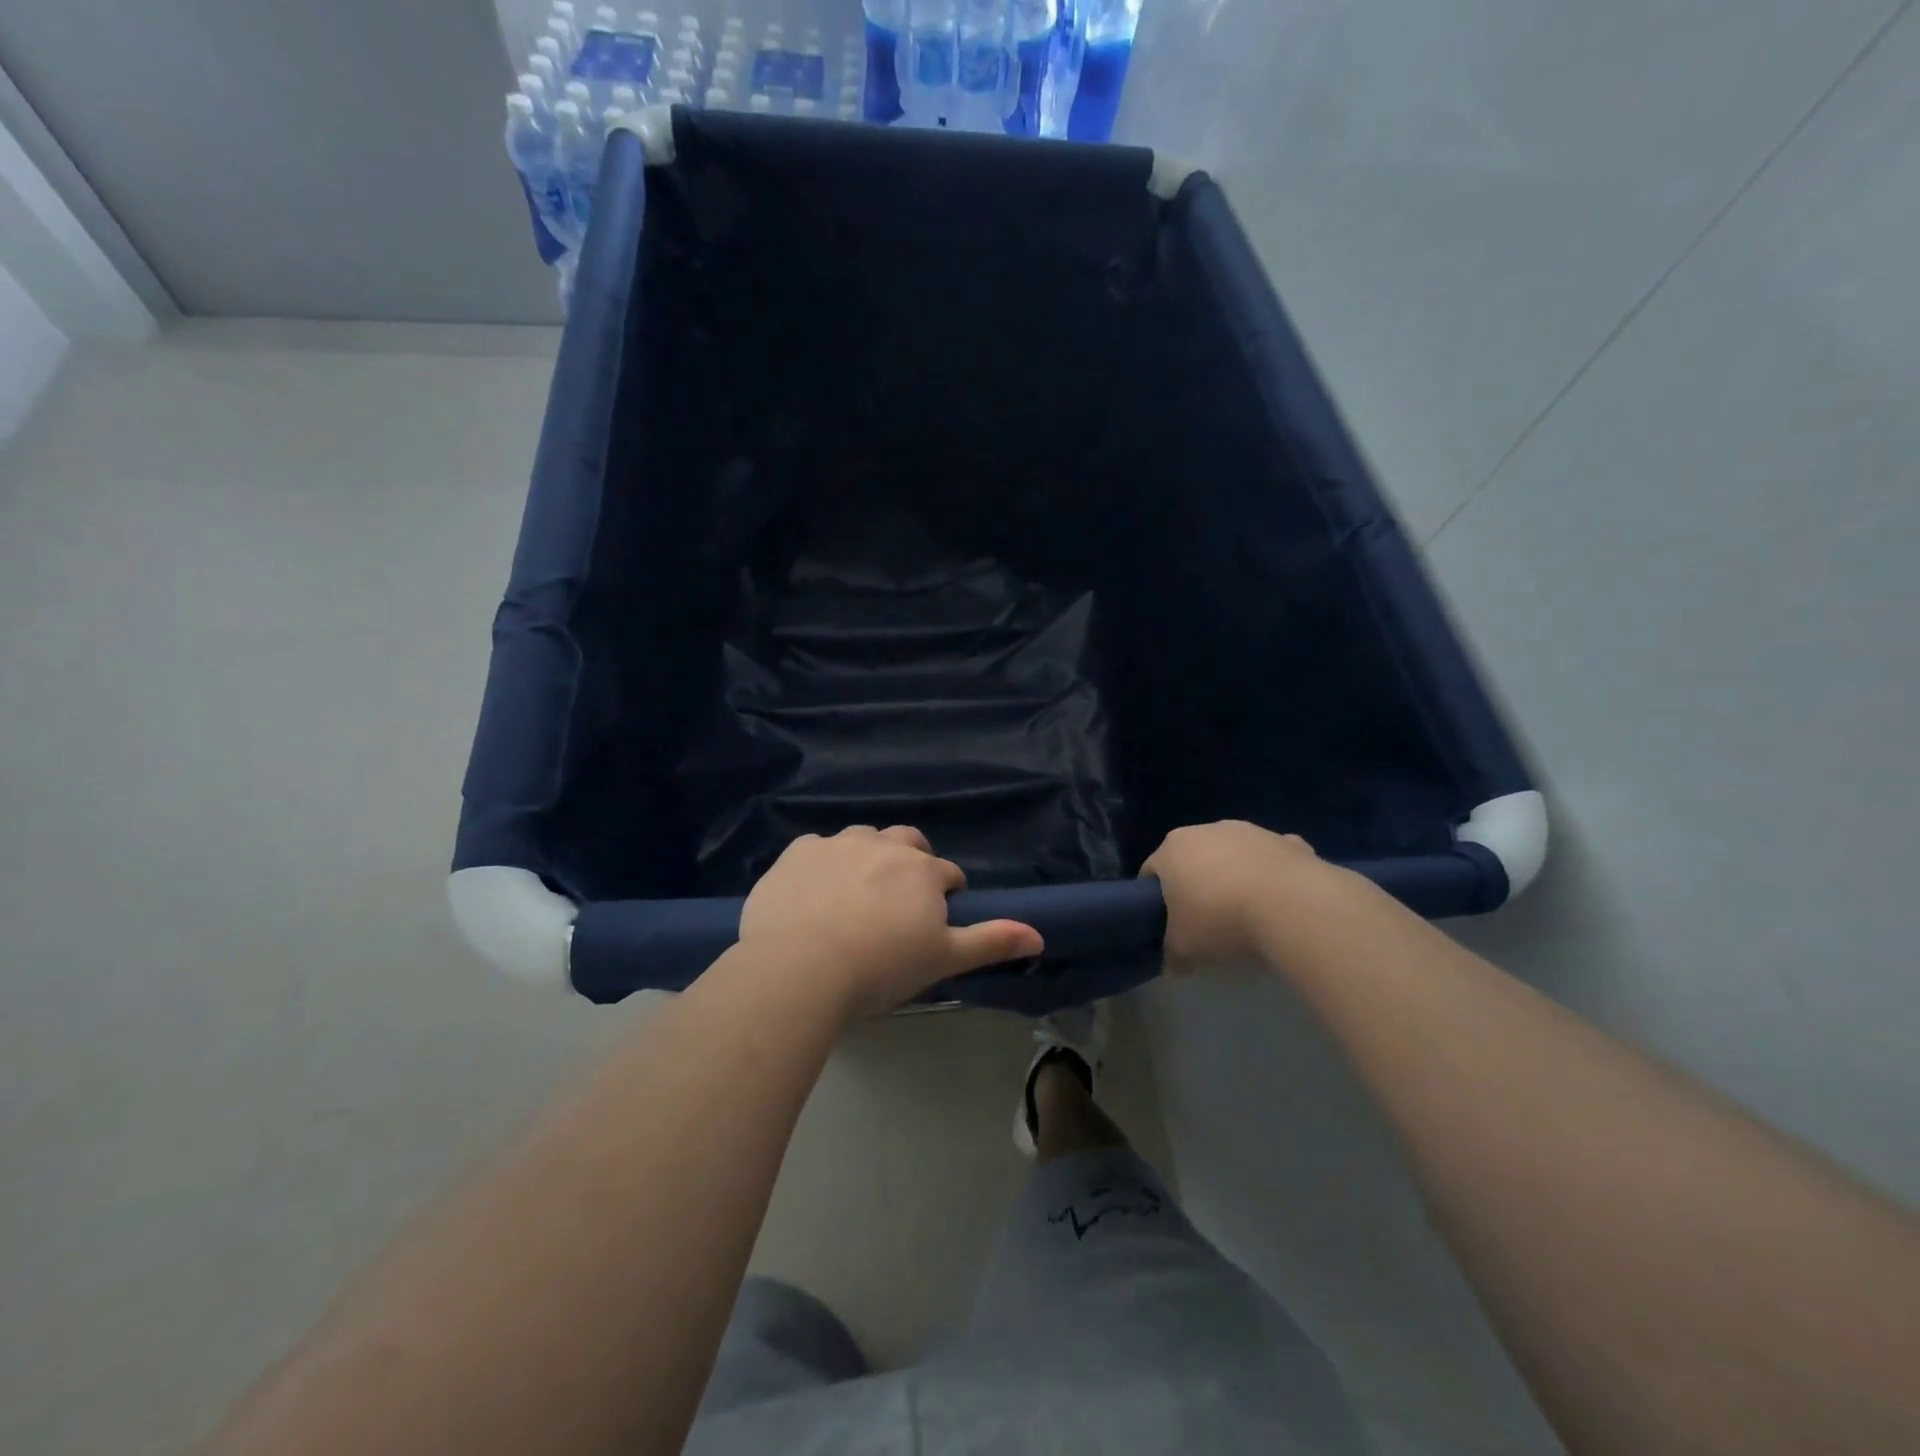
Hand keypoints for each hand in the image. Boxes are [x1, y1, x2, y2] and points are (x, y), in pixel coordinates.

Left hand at [738, 826, 1043, 1017]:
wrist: (800, 968)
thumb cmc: (880, 967)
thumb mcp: (943, 959)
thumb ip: (991, 942)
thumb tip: (1039, 935)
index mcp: (921, 870)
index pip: (948, 874)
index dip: (947, 894)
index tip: (936, 920)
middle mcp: (883, 845)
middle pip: (908, 842)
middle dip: (912, 862)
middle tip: (899, 901)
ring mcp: (837, 844)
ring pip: (862, 839)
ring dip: (867, 858)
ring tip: (854, 896)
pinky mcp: (797, 852)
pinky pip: (817, 849)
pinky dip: (822, 865)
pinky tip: (812, 895)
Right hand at [1141, 821, 1344, 973]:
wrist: (1292, 905)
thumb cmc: (1221, 920)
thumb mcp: (1184, 948)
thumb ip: (1173, 953)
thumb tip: (1174, 965)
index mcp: (1172, 849)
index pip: (1151, 872)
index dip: (1154, 900)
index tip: (1166, 925)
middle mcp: (1206, 830)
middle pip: (1193, 859)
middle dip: (1196, 885)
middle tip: (1205, 922)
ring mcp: (1250, 831)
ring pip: (1233, 855)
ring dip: (1234, 877)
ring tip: (1247, 914)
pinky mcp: (1287, 841)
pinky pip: (1271, 859)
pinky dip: (1272, 876)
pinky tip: (1280, 903)